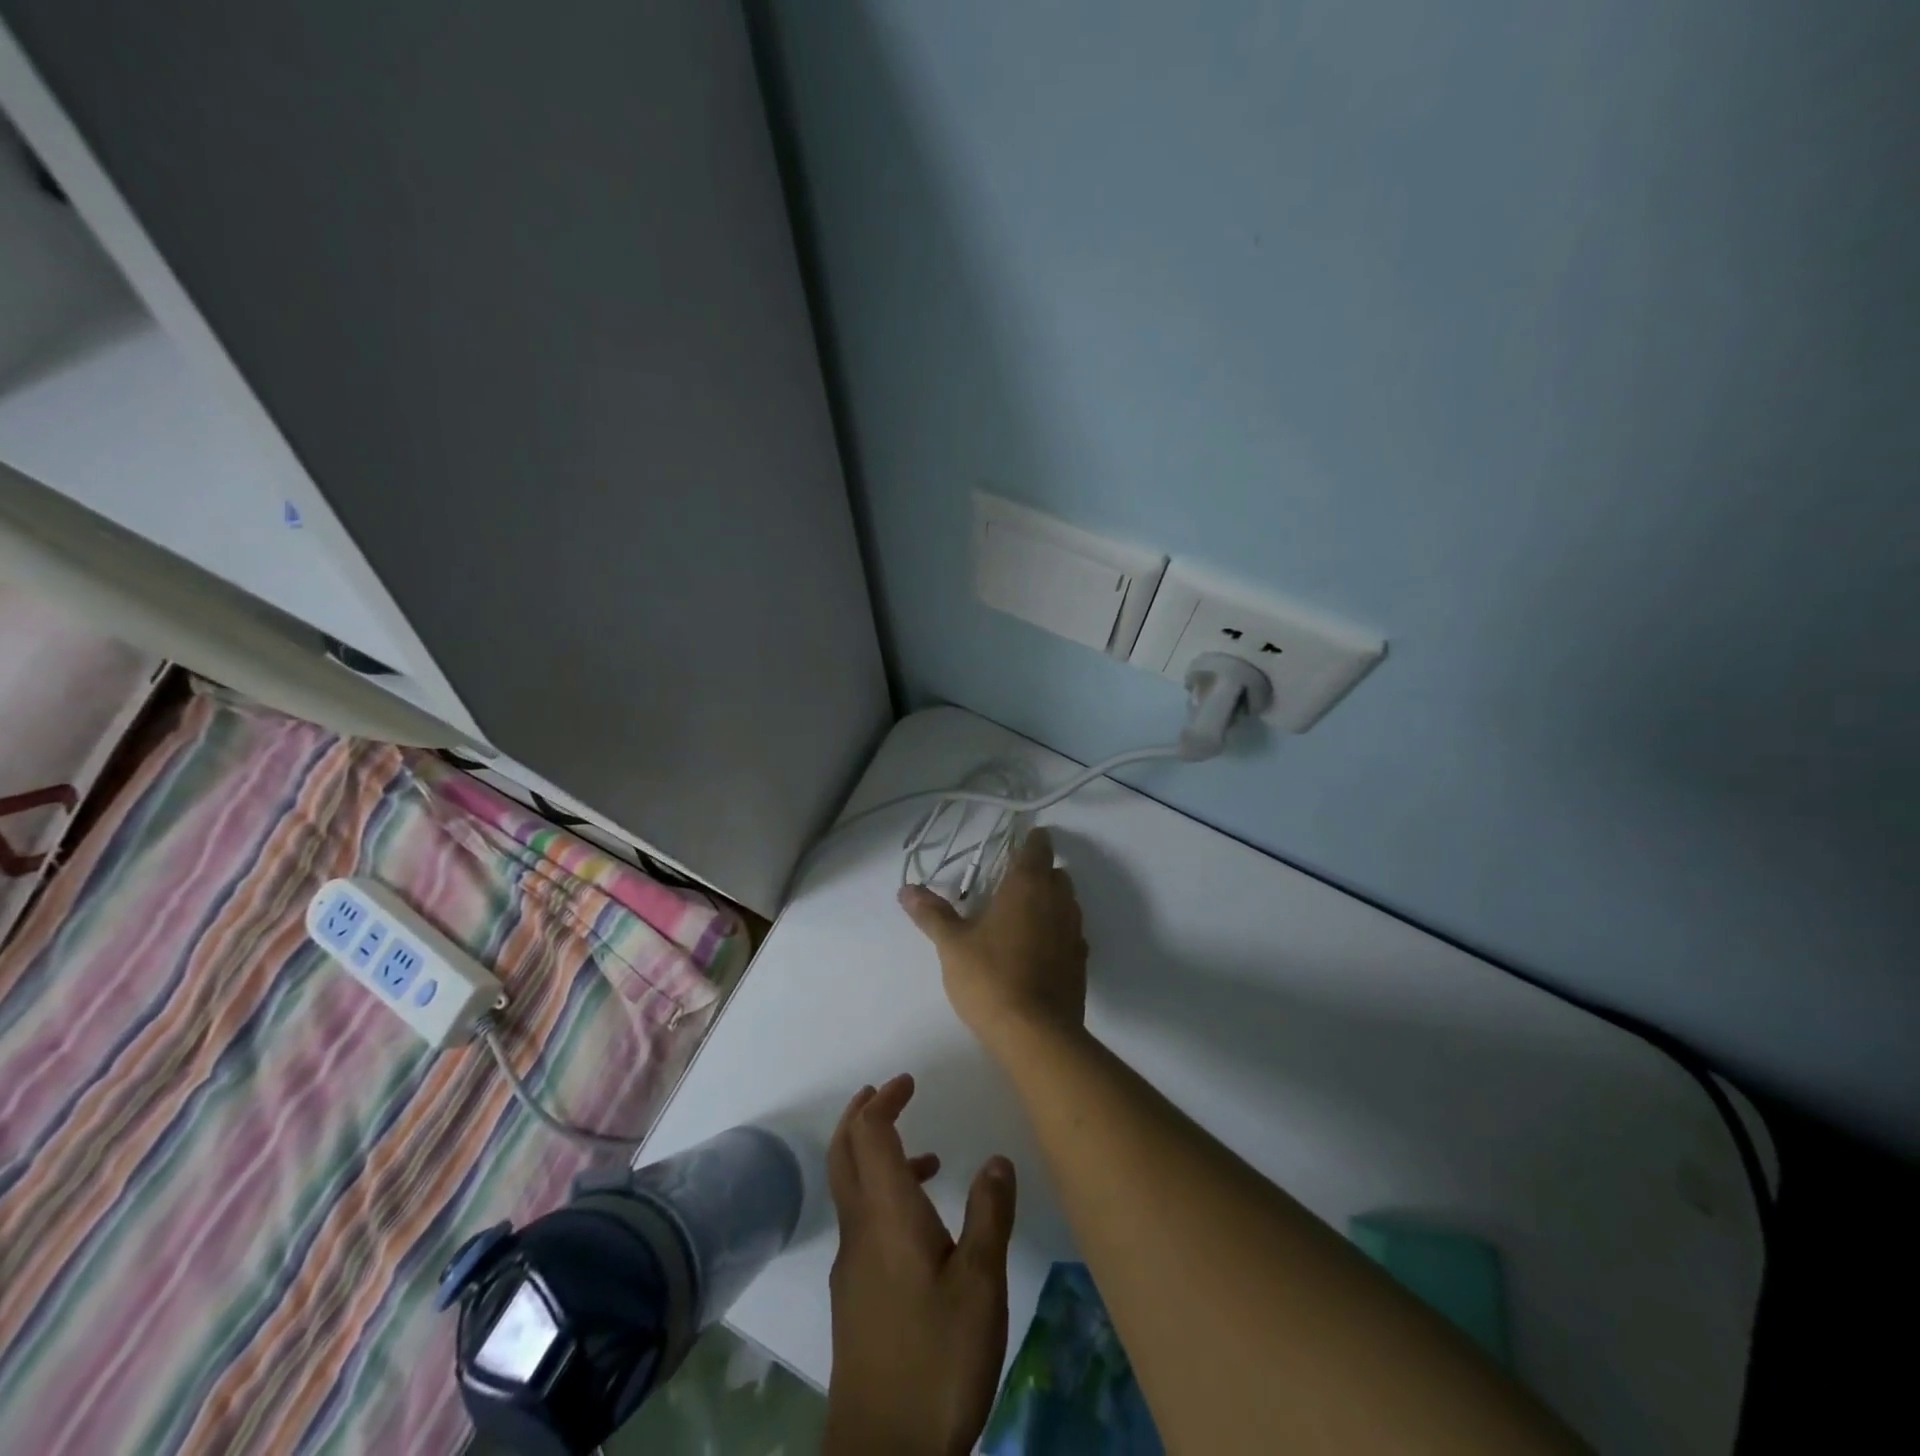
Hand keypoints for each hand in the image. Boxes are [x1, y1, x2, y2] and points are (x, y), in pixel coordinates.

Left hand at [825, 1074, 1016, 1455]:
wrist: (883, 1455)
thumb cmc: (936, 1360)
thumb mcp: (980, 1286)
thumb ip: (989, 1215)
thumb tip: (996, 1159)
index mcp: (886, 1215)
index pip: (869, 1134)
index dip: (884, 1100)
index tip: (907, 1081)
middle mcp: (860, 1230)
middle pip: (844, 1153)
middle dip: (862, 1115)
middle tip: (889, 1093)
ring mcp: (852, 1266)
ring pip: (851, 1189)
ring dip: (876, 1156)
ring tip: (927, 1158)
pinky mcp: (855, 1298)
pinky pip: (862, 1222)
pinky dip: (883, 1197)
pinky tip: (923, 1228)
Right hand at [899, 826, 1087, 1053]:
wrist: (1036, 1034)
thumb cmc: (990, 977)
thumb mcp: (952, 944)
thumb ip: (932, 913)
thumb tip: (906, 889)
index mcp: (1028, 885)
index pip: (1038, 847)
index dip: (1030, 841)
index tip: (1015, 845)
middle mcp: (1058, 901)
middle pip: (1056, 874)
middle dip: (1038, 873)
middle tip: (1008, 885)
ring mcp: (1074, 932)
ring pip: (1066, 903)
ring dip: (1049, 902)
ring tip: (1020, 918)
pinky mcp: (1081, 962)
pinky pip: (1070, 934)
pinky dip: (1056, 933)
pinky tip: (1036, 950)